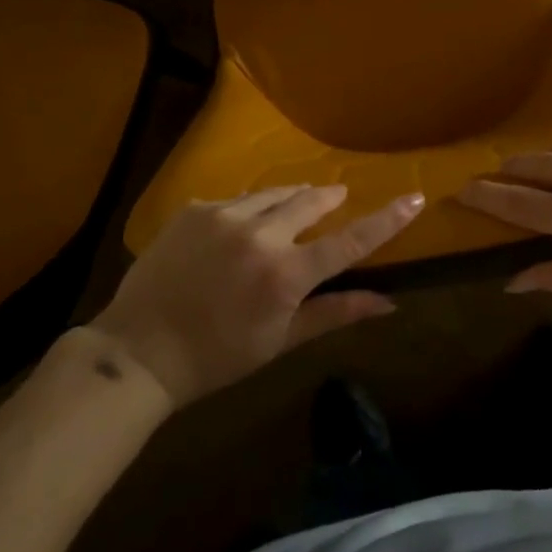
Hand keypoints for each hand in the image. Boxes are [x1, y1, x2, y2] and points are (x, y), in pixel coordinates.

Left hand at [90, 185, 421, 406]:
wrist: (138, 352)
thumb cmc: (216, 357)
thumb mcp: (280, 341)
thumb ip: (335, 314)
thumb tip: (389, 303)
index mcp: (285, 274)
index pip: (349, 241)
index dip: (386, 219)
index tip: (414, 196)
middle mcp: (260, 235)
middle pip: (310, 200)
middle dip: (327, 198)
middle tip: (334, 199)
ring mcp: (223, 216)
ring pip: (273, 194)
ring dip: (287, 200)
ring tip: (287, 211)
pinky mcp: (195, 209)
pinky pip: (234, 199)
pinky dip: (246, 209)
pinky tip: (236, 230)